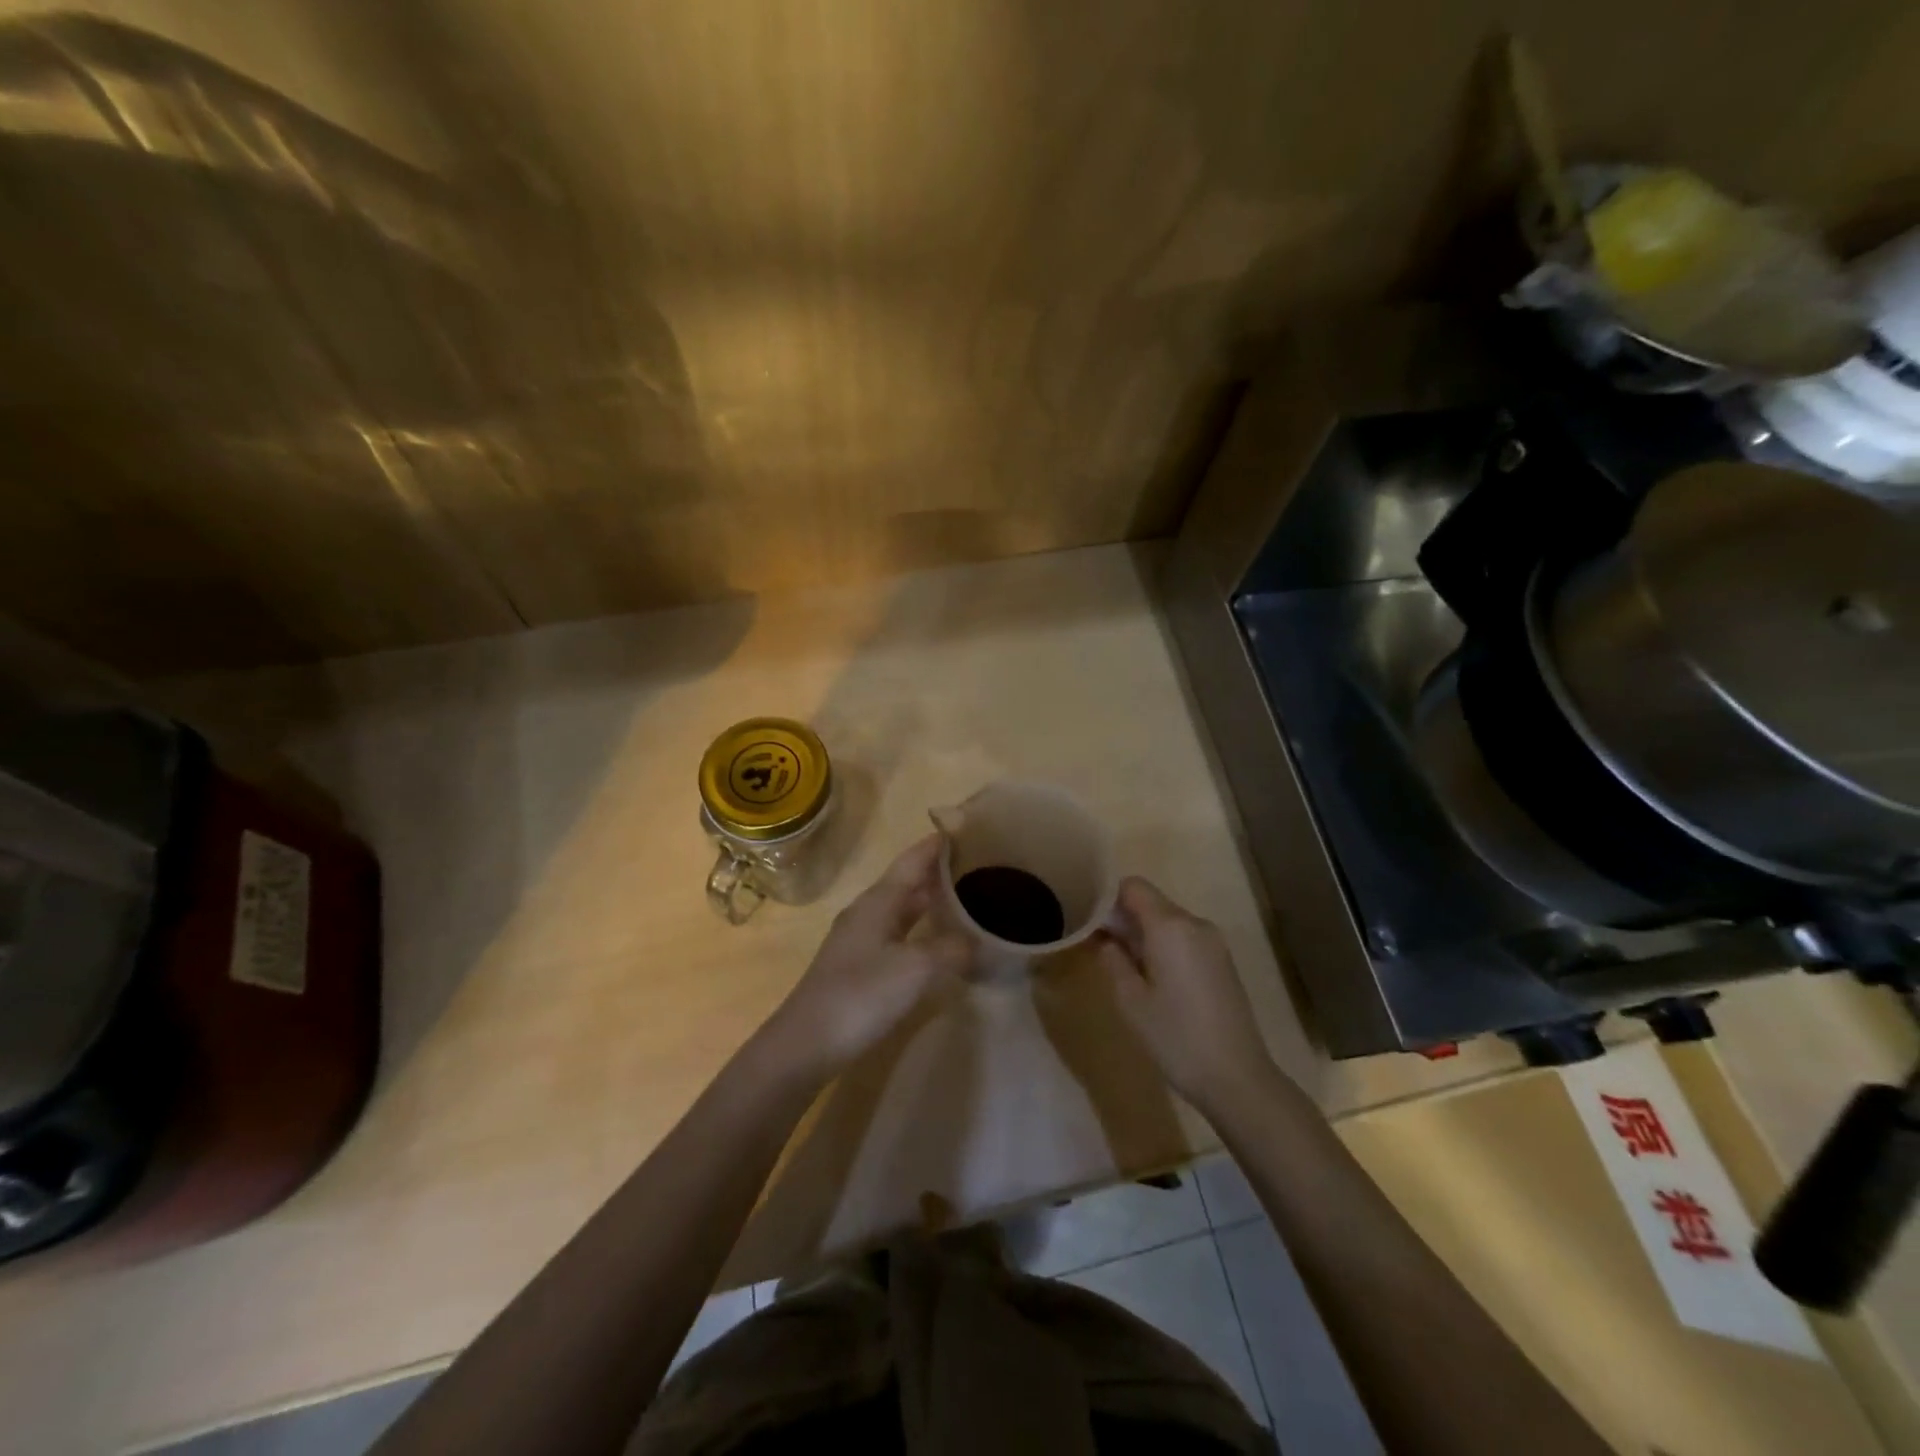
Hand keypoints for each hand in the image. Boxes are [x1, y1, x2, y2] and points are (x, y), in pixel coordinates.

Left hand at [761, 835, 969, 1078]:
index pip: (914, 859)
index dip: (940, 844)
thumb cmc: (861, 995)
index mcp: (879, 900)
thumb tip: (978, 941)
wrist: (806, 1044)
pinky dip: (923, 929)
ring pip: (903, 908)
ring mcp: (861, 939)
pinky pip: (899, 933)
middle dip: (942, 872)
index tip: (972, 829)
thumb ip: (951, 948)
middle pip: (909, 881)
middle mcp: (869, 911)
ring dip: (932, 901)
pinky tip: (941, 941)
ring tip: (969, 898)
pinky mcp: (860, 966)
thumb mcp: (916, 969)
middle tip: (983, 866)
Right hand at [1096, 877, 1283, 1117]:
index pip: (1132, 886)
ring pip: (1167, 920)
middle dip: (1123, 917)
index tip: (1088, 921)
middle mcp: (1194, 923)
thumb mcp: (1130, 999)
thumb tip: (1103, 935)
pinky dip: (1163, 945)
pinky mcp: (1222, 960)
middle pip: (1150, 901)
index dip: (1107, 897)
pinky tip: (1152, 978)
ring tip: (1123, 965)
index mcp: (1170, 926)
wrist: (1237, 1078)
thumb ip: (1112, 957)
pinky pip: (1184, 937)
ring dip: (1142, 933)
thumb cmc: (1176, 1036)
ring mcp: (1213, 942)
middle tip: (1098, 947)